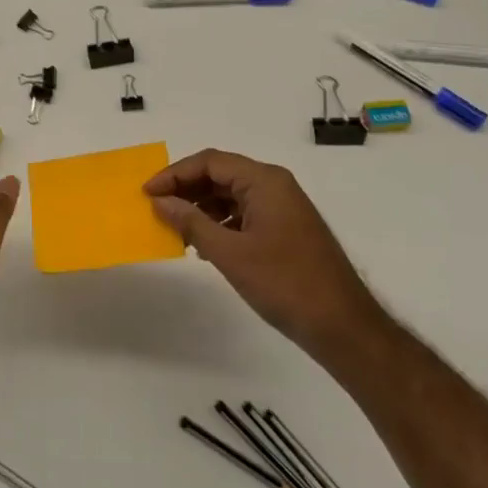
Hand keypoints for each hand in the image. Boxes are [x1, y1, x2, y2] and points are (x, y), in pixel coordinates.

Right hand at [144, 149, 378, 359]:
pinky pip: (243, 214)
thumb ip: (191, 222)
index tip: (147, 193)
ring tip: (174, 229)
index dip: (174, 174)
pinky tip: (202, 244)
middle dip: (186, 189)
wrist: (341, 326)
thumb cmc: (284, 283)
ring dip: (201, 207)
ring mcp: (282, 208)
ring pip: (231, 195)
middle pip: (220, 174)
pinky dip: (219, 223)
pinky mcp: (285, 229)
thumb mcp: (230, 253)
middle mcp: (274, 185)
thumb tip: (159, 201)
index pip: (210, 162)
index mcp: (265, 181)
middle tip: (156, 209)